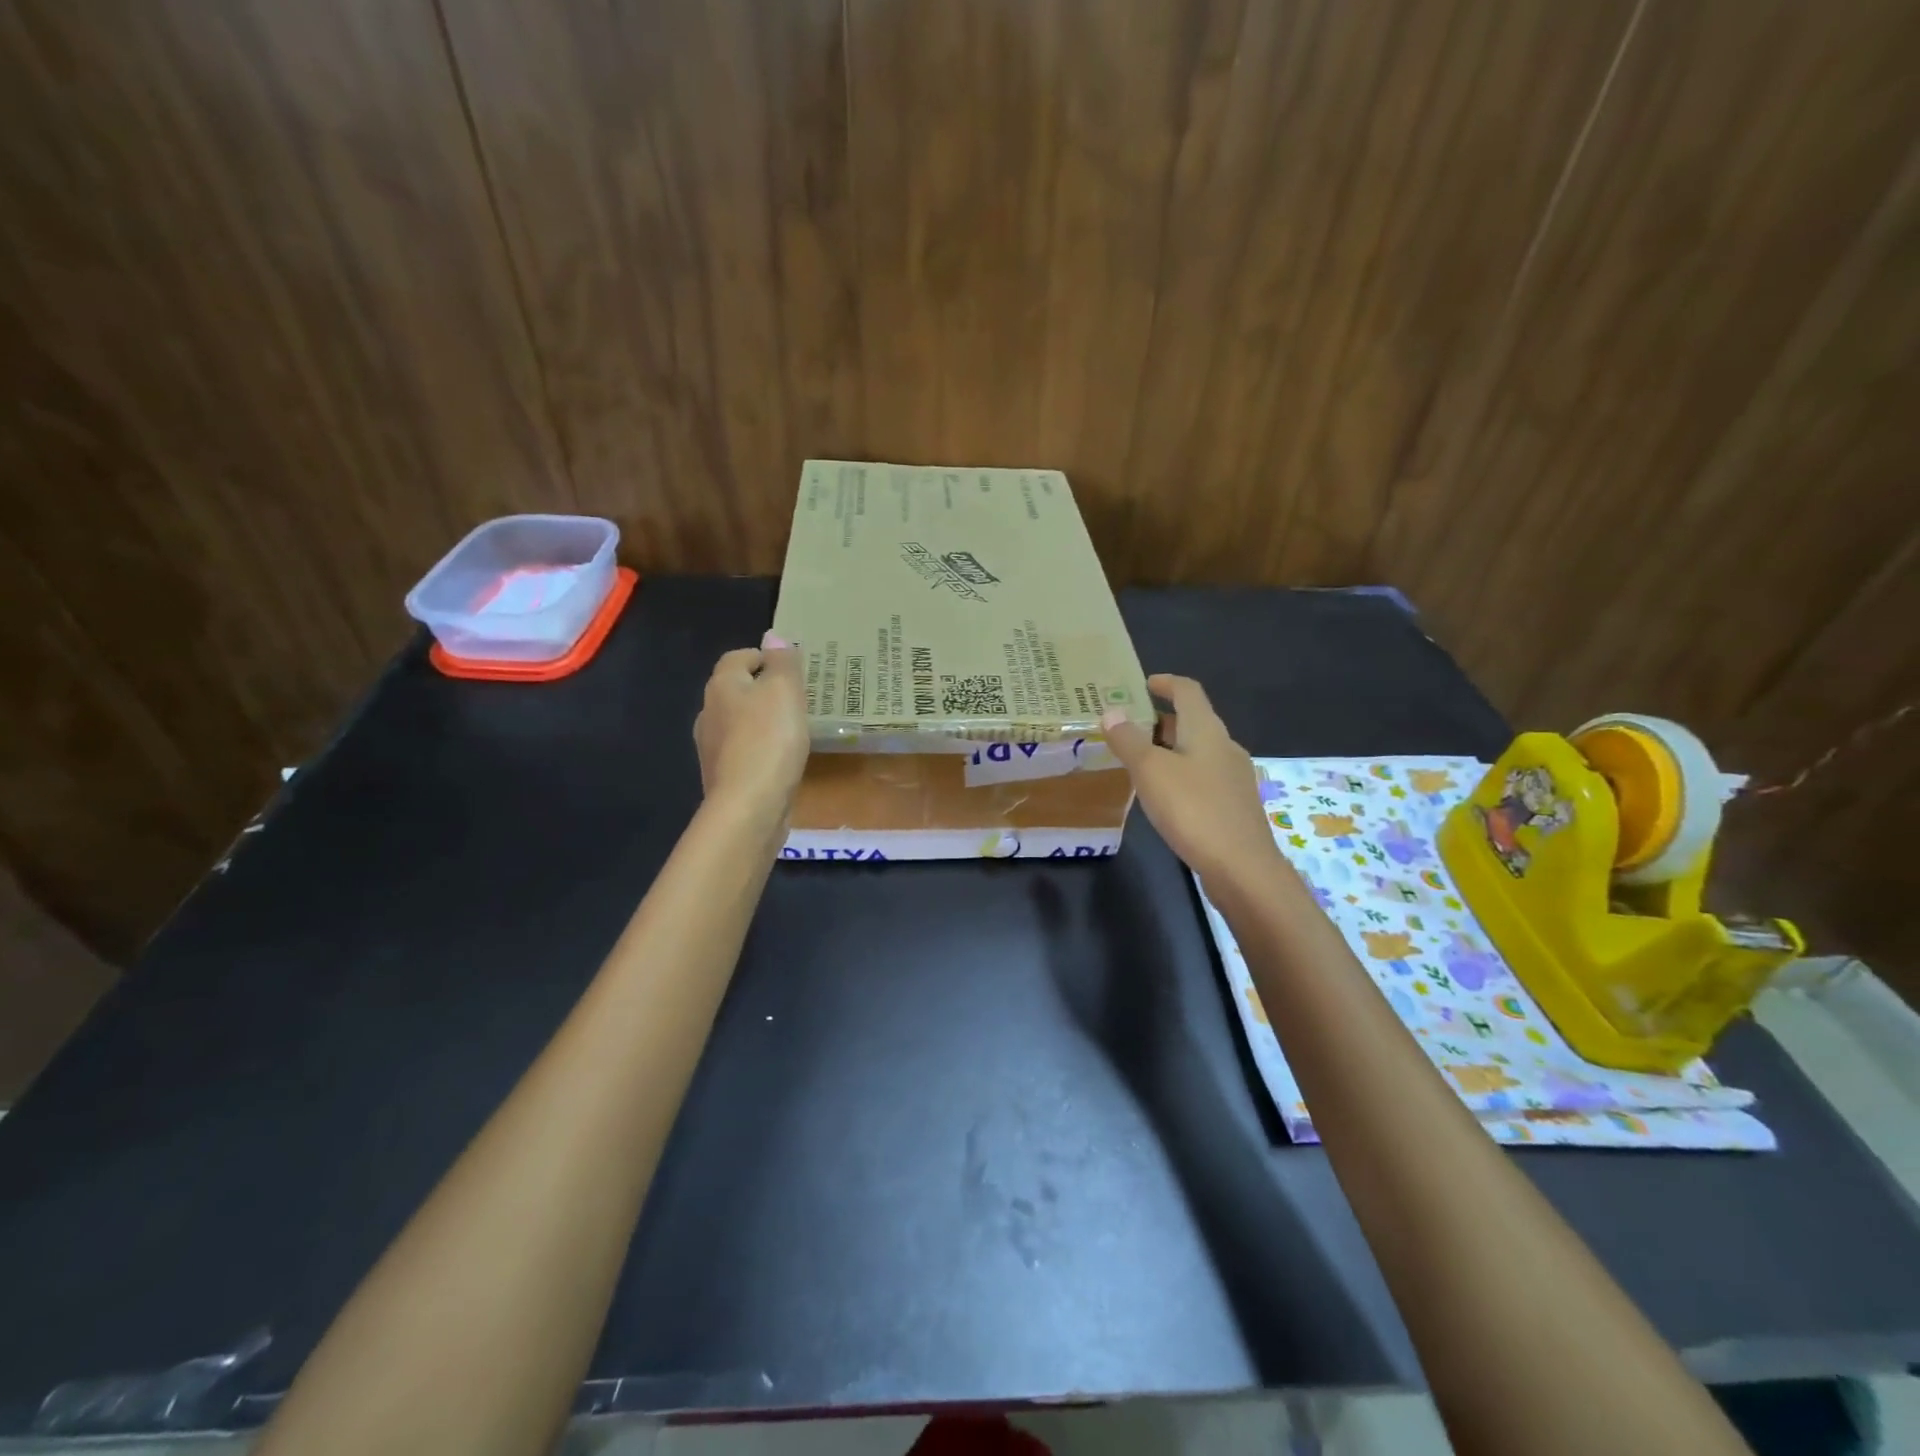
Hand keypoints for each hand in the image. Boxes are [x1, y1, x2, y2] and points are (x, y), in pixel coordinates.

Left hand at [694, 632, 809, 822]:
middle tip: (795, 697)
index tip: (790, 669)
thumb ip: (782, 661)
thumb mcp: (785, 690)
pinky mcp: (722, 775)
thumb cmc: (770, 738)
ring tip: (791, 728)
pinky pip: (742, 751)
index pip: (738, 657)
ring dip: (760, 720)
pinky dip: (759, 748)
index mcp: (722, 685)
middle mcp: (709, 712)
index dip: (763, 657)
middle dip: (762, 690)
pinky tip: (779, 759)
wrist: (749, 805)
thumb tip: (772, 636)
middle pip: (736, 690)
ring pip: (738, 722)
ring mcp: (711, 746)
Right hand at [1101, 674, 1282, 886]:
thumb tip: (1111, 712)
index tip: (1141, 684)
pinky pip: (1202, 777)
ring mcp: (1233, 778)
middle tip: (1127, 725)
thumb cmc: (1193, 810)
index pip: (1188, 691)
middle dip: (1161, 719)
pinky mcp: (1233, 805)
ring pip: (1197, 751)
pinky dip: (1180, 773)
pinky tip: (1163, 794)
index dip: (1165, 683)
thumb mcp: (1151, 771)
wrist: (1242, 868)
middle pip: (1193, 721)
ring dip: (1170, 748)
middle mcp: (1225, 747)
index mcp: (1207, 730)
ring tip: (1138, 759)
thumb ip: (1129, 740)